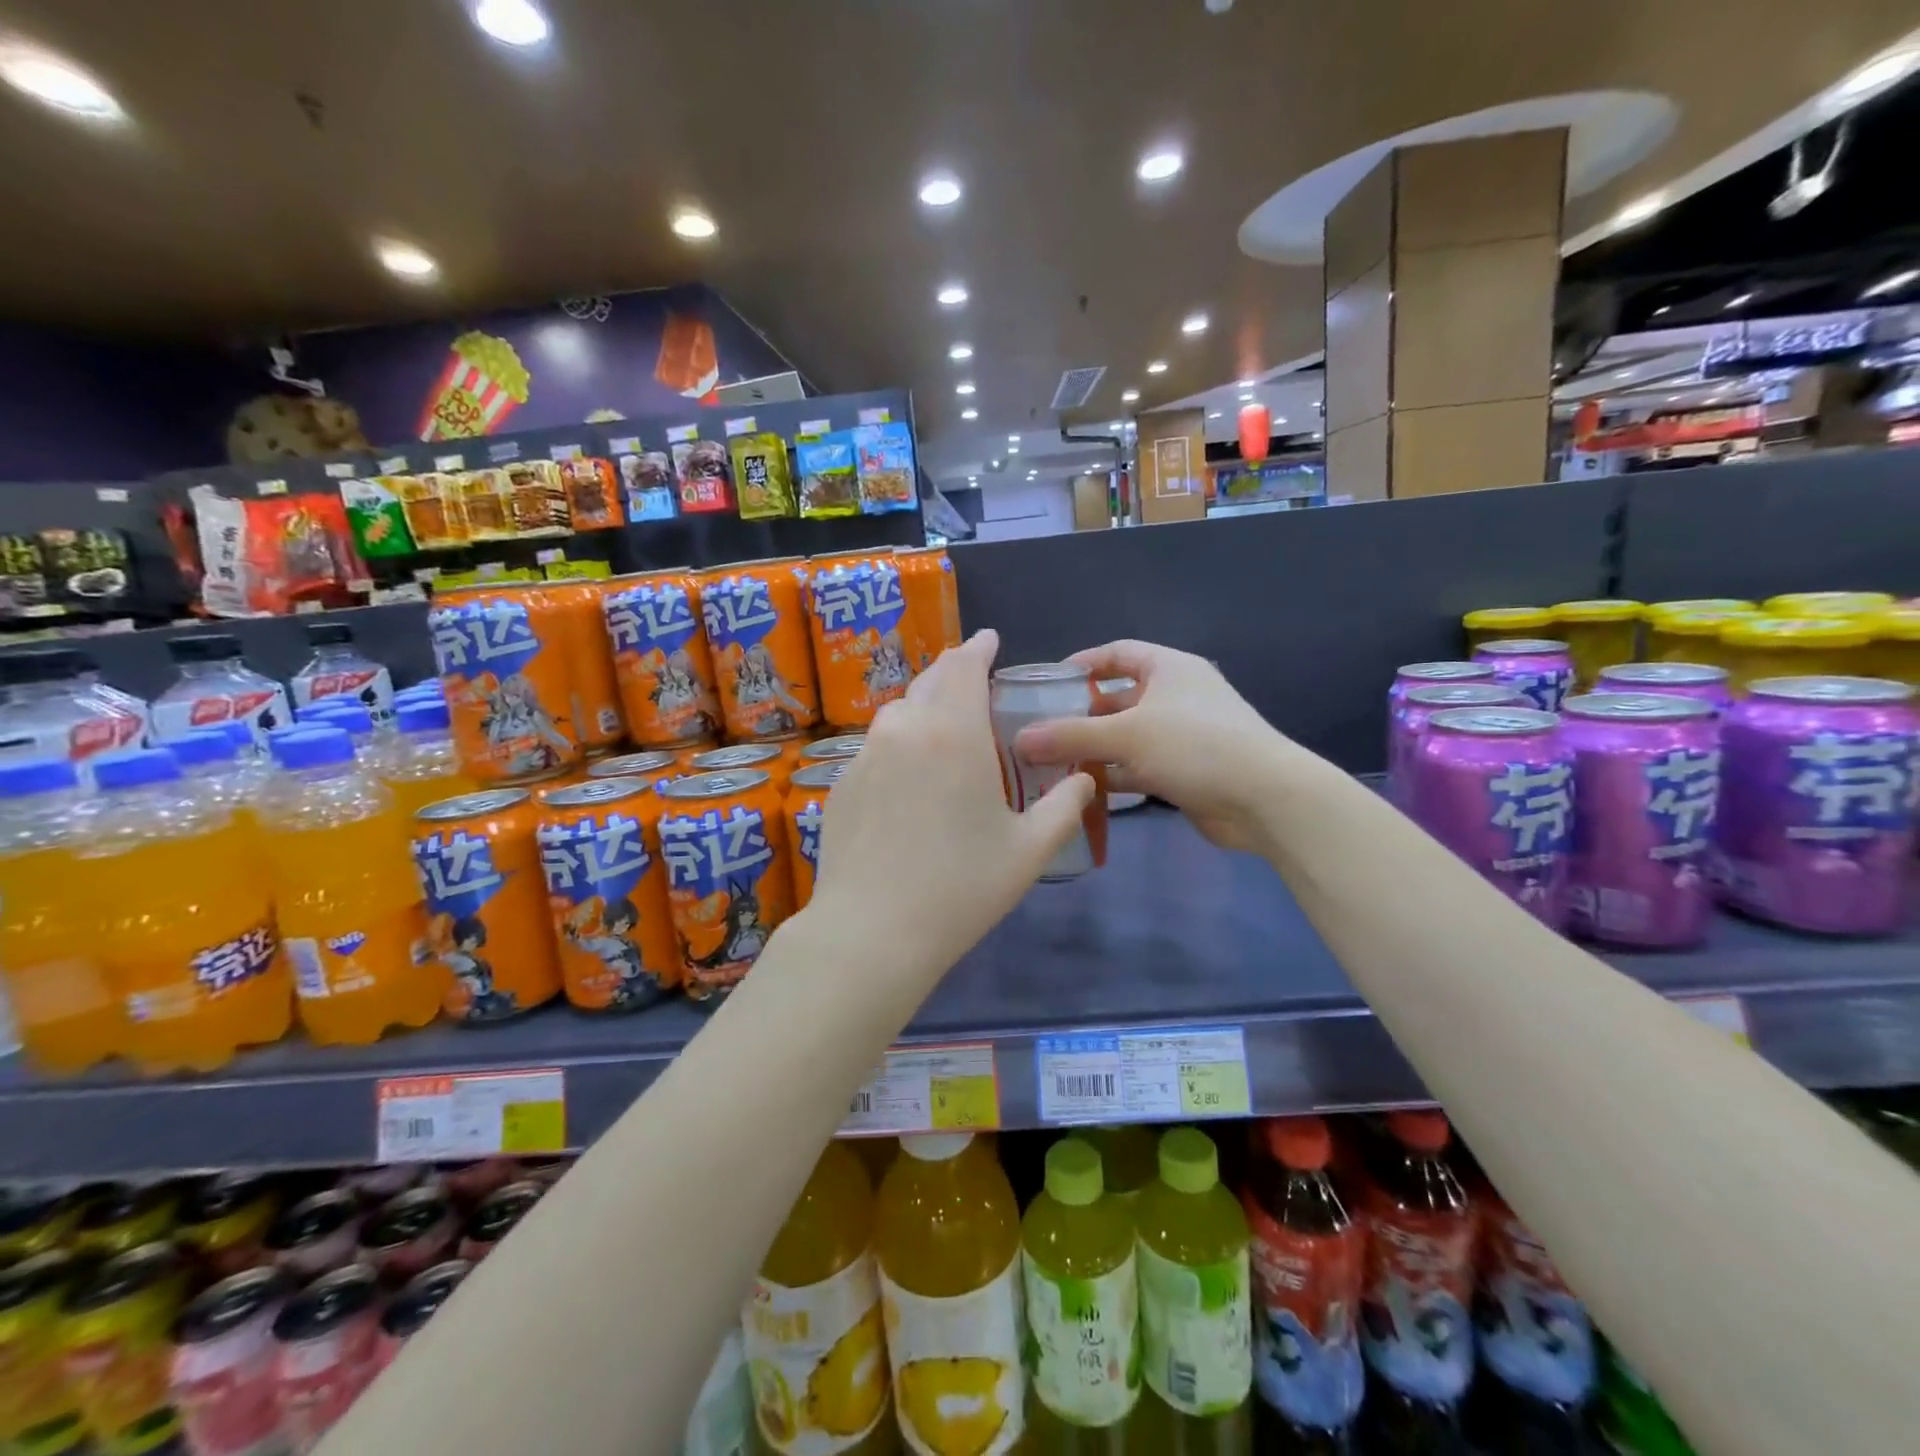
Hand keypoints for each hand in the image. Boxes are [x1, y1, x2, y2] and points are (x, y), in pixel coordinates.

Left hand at [806, 629, 1095, 978]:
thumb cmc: (960, 887)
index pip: (963, 665)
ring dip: (925, 712)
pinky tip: (908, 786)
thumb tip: (1083, 779)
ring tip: (944, 738)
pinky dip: (899, 749)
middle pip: (928, 683)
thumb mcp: (1029, 850)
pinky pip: (876, 749)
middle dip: (953, 676)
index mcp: (951, 732)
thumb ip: (1064, 805)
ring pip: (898, 715)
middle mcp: (902, 729)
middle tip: (975, 691)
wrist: (872, 931)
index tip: (990, 641)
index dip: (978, 647)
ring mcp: (864, 756)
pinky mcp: (840, 784)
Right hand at [1015, 639, 1293, 853]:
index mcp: (1168, 669)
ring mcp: (1181, 736)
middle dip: (1079, 715)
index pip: (1118, 654)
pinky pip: (1137, 768)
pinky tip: (1079, 790)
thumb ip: (1071, 736)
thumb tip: (1020, 739)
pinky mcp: (1183, 772)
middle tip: (1037, 731)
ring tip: (1048, 763)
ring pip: (1125, 737)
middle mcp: (1175, 697)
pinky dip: (1111, 776)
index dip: (1082, 664)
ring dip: (1092, 750)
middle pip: (1117, 698)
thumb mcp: (1127, 734)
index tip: (1046, 682)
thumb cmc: (1195, 746)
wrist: (1264, 799)